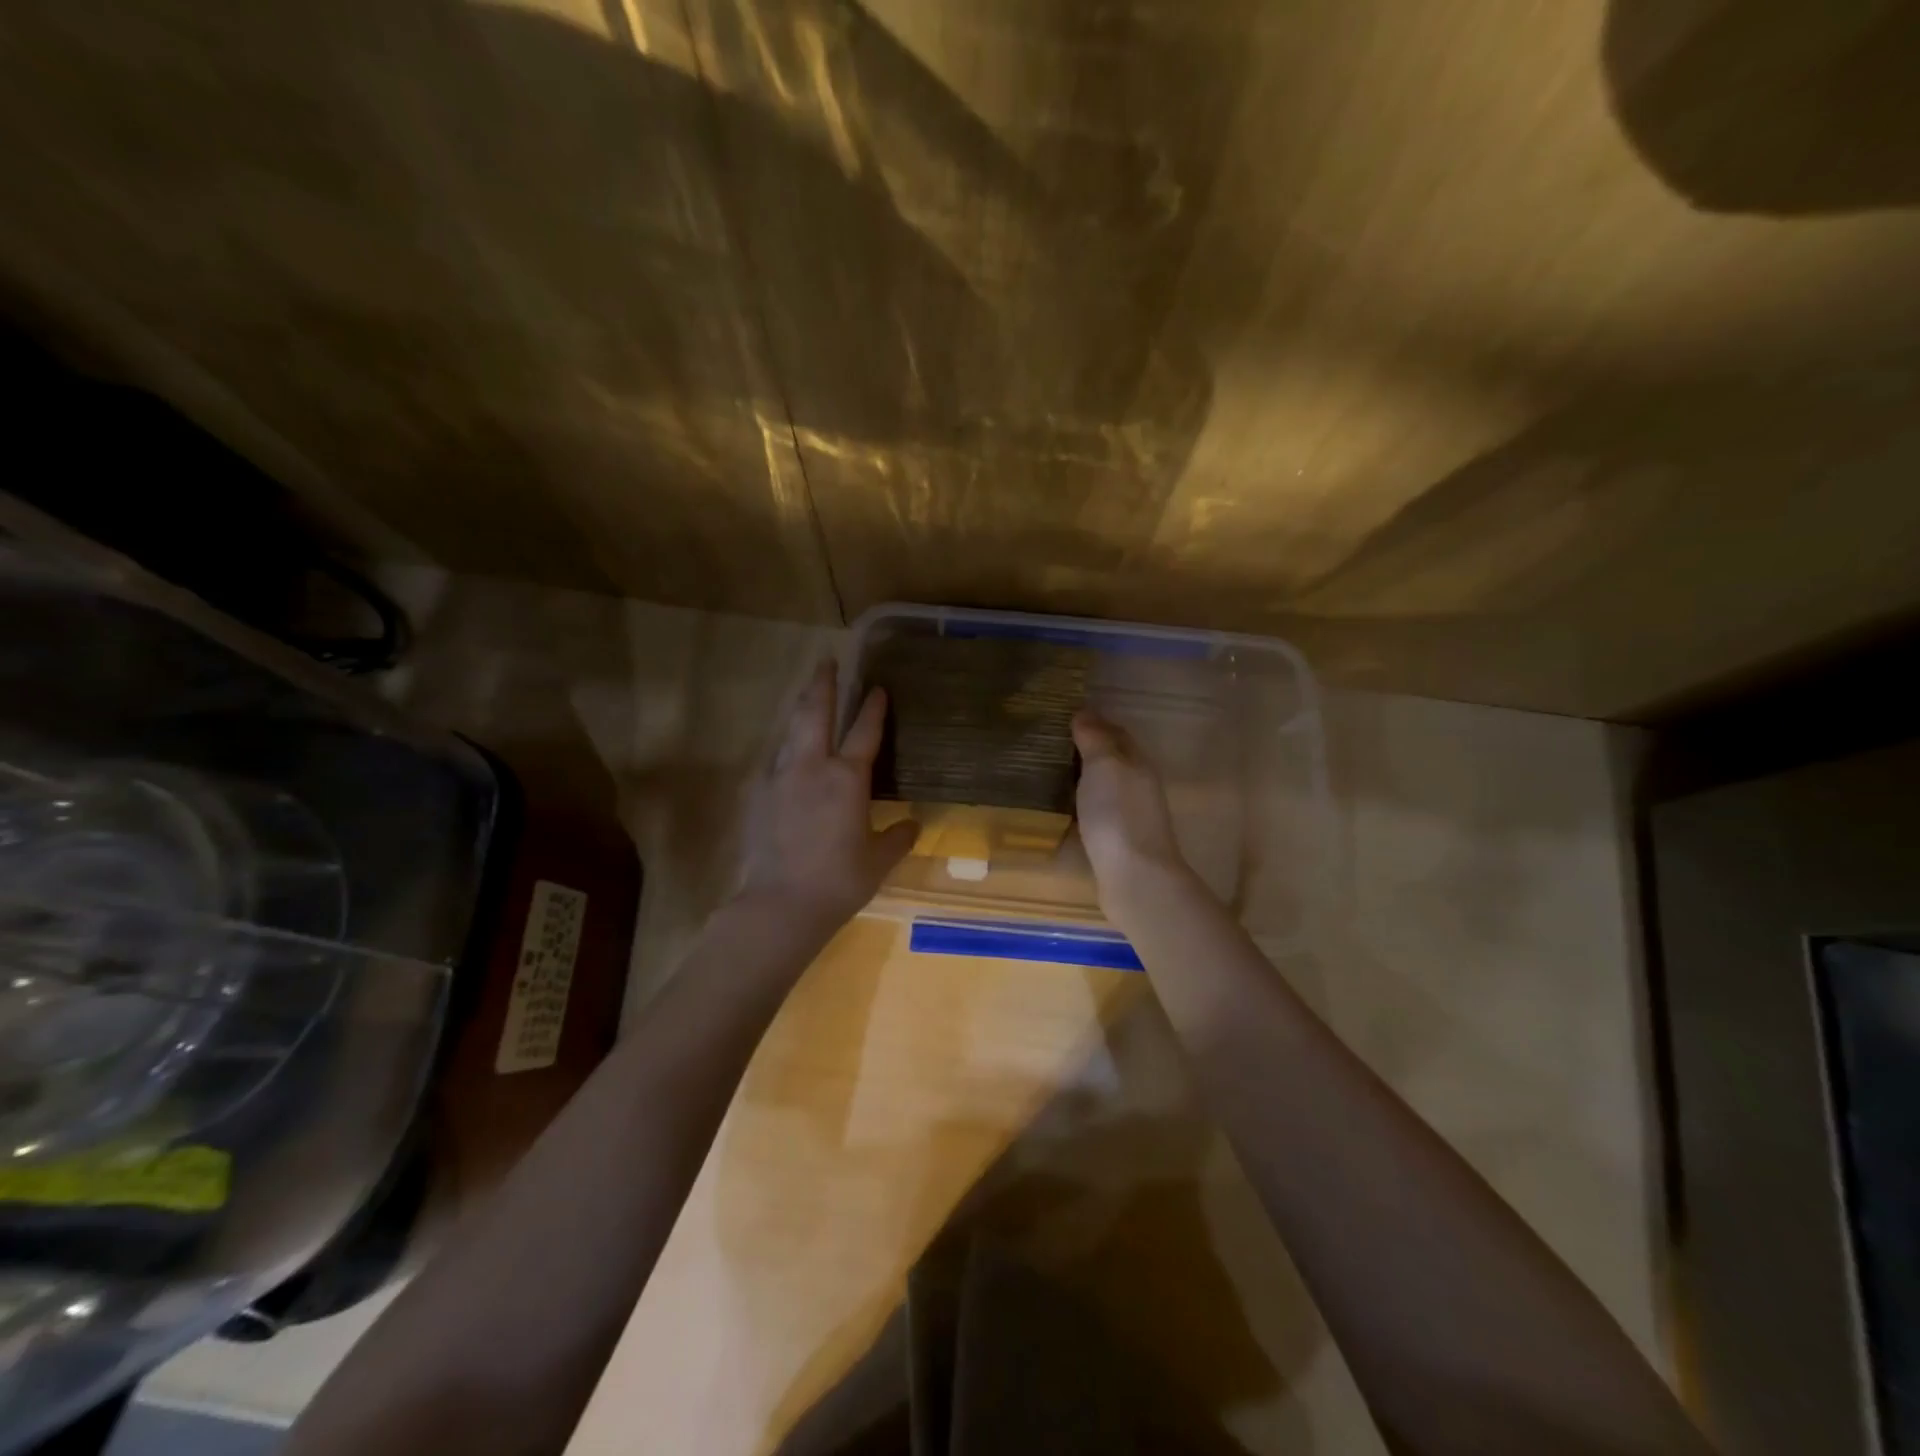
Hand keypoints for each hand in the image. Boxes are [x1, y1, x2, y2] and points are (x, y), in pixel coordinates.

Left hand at [734, 661, 918, 927]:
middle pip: (817, 713)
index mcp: (847, 779)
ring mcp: (780, 777)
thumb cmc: (839, 881)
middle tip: (826, 662)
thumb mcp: (879, 861)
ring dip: (801, 708)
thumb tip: (913, 825)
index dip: (874, 708)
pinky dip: (785, 745)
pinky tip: (786, 750)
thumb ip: (898, 838)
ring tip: (807, 695)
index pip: (865, 732)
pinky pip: (775, 759)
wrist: (780, 904)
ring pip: (791, 730)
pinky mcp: (758, 794)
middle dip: (823, 685)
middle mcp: (812, 767)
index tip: (878, 687)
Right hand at [1071, 708, 1193, 924]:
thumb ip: (1095, 739)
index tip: (1063, 717)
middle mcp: (1138, 785)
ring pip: (1105, 787)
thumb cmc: (1118, 814)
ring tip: (1049, 773)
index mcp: (1137, 762)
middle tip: (1050, 744)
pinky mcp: (1118, 842)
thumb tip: (1083, 713)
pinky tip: (1063, 809)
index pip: (1116, 733)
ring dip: (1083, 779)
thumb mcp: (1105, 765)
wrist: (1135, 877)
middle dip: (1087, 750)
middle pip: (1113, 760)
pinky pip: (1098, 813)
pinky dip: (1082, 805)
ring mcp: (1130, 816)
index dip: (1094, 722)